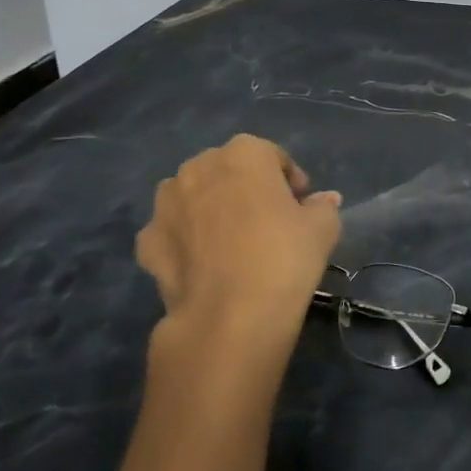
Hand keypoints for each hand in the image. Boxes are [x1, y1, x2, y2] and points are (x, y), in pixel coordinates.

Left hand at [135, 135, 341, 376]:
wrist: (230, 316)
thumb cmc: (284, 257)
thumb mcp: (323, 228)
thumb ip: (322, 206)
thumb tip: (322, 201)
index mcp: (244, 154)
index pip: (272, 156)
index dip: (289, 180)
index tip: (301, 205)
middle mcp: (198, 167)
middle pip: (228, 171)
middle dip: (246, 189)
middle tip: (268, 221)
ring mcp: (166, 204)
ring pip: (194, 196)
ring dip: (211, 209)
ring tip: (233, 243)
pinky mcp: (147, 241)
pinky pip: (173, 231)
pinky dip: (186, 241)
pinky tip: (205, 265)